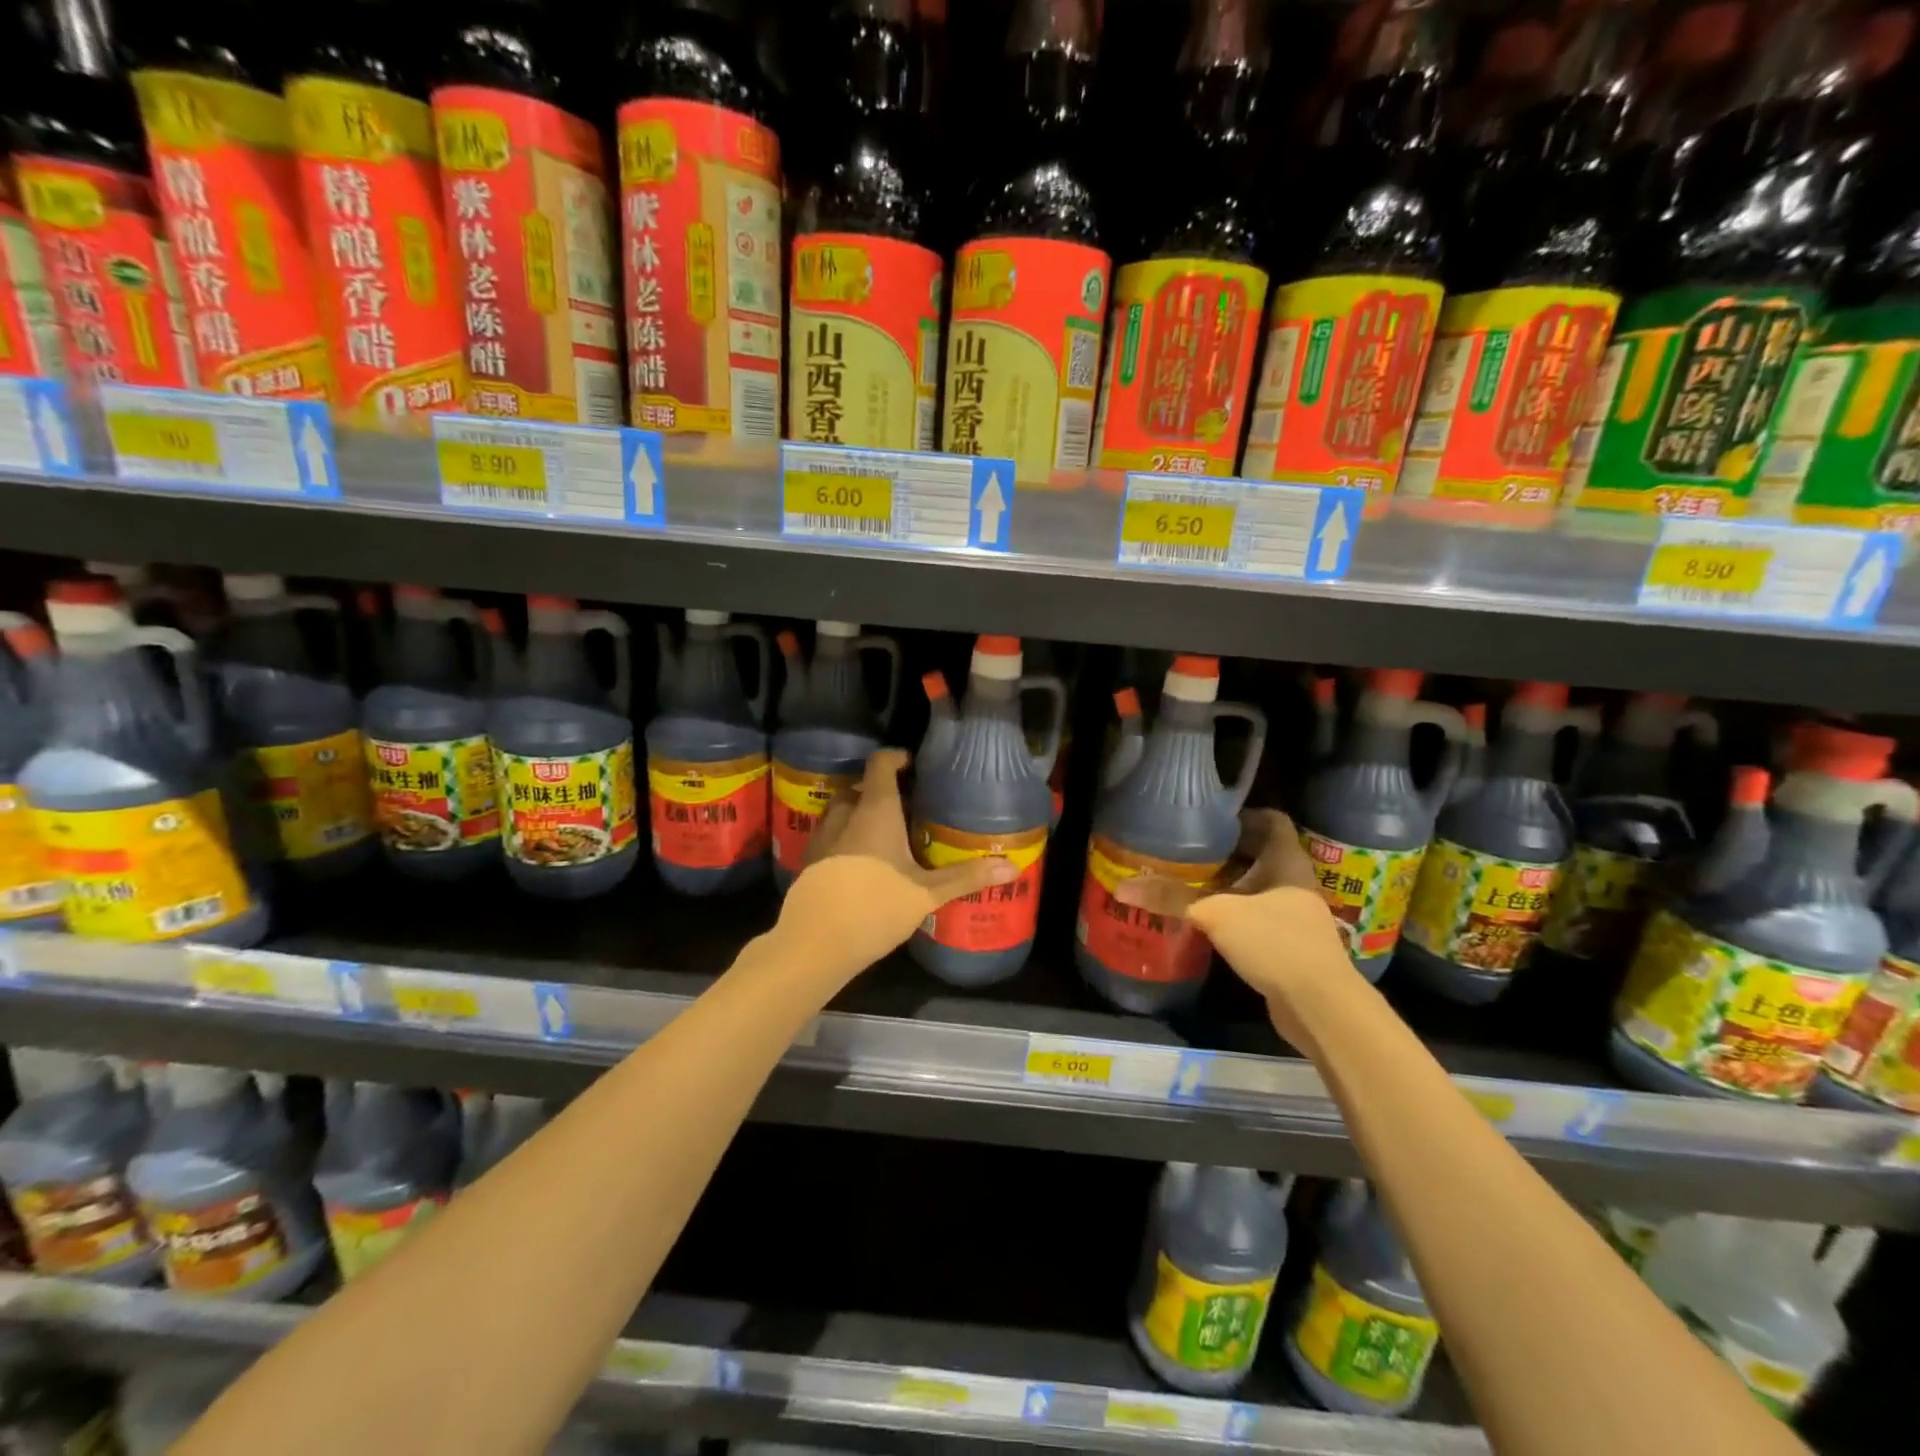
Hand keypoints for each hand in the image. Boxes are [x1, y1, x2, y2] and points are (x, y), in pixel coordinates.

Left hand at [779, 749, 1016, 978]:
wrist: (814, 942)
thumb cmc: (876, 906)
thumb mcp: (926, 893)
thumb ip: (966, 877)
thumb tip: (1013, 867)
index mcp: (875, 810)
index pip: (880, 763)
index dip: (896, 757)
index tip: (914, 765)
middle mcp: (845, 814)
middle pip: (860, 786)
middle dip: (880, 790)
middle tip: (907, 806)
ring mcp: (822, 836)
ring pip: (841, 810)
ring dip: (860, 813)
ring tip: (885, 833)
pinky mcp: (808, 860)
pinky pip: (830, 835)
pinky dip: (845, 837)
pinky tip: (861, 862)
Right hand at [1114, 810, 1351, 1023]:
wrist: (1320, 1007)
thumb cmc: (1275, 942)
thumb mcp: (1216, 914)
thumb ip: (1171, 898)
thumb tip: (1122, 888)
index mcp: (1287, 862)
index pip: (1272, 820)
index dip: (1242, 814)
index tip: (1206, 819)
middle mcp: (1295, 883)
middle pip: (1260, 854)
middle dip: (1225, 851)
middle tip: (1186, 849)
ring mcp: (1295, 916)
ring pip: (1257, 888)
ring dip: (1227, 885)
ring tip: (1187, 881)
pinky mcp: (1288, 946)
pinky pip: (1256, 918)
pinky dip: (1232, 915)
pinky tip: (1204, 921)